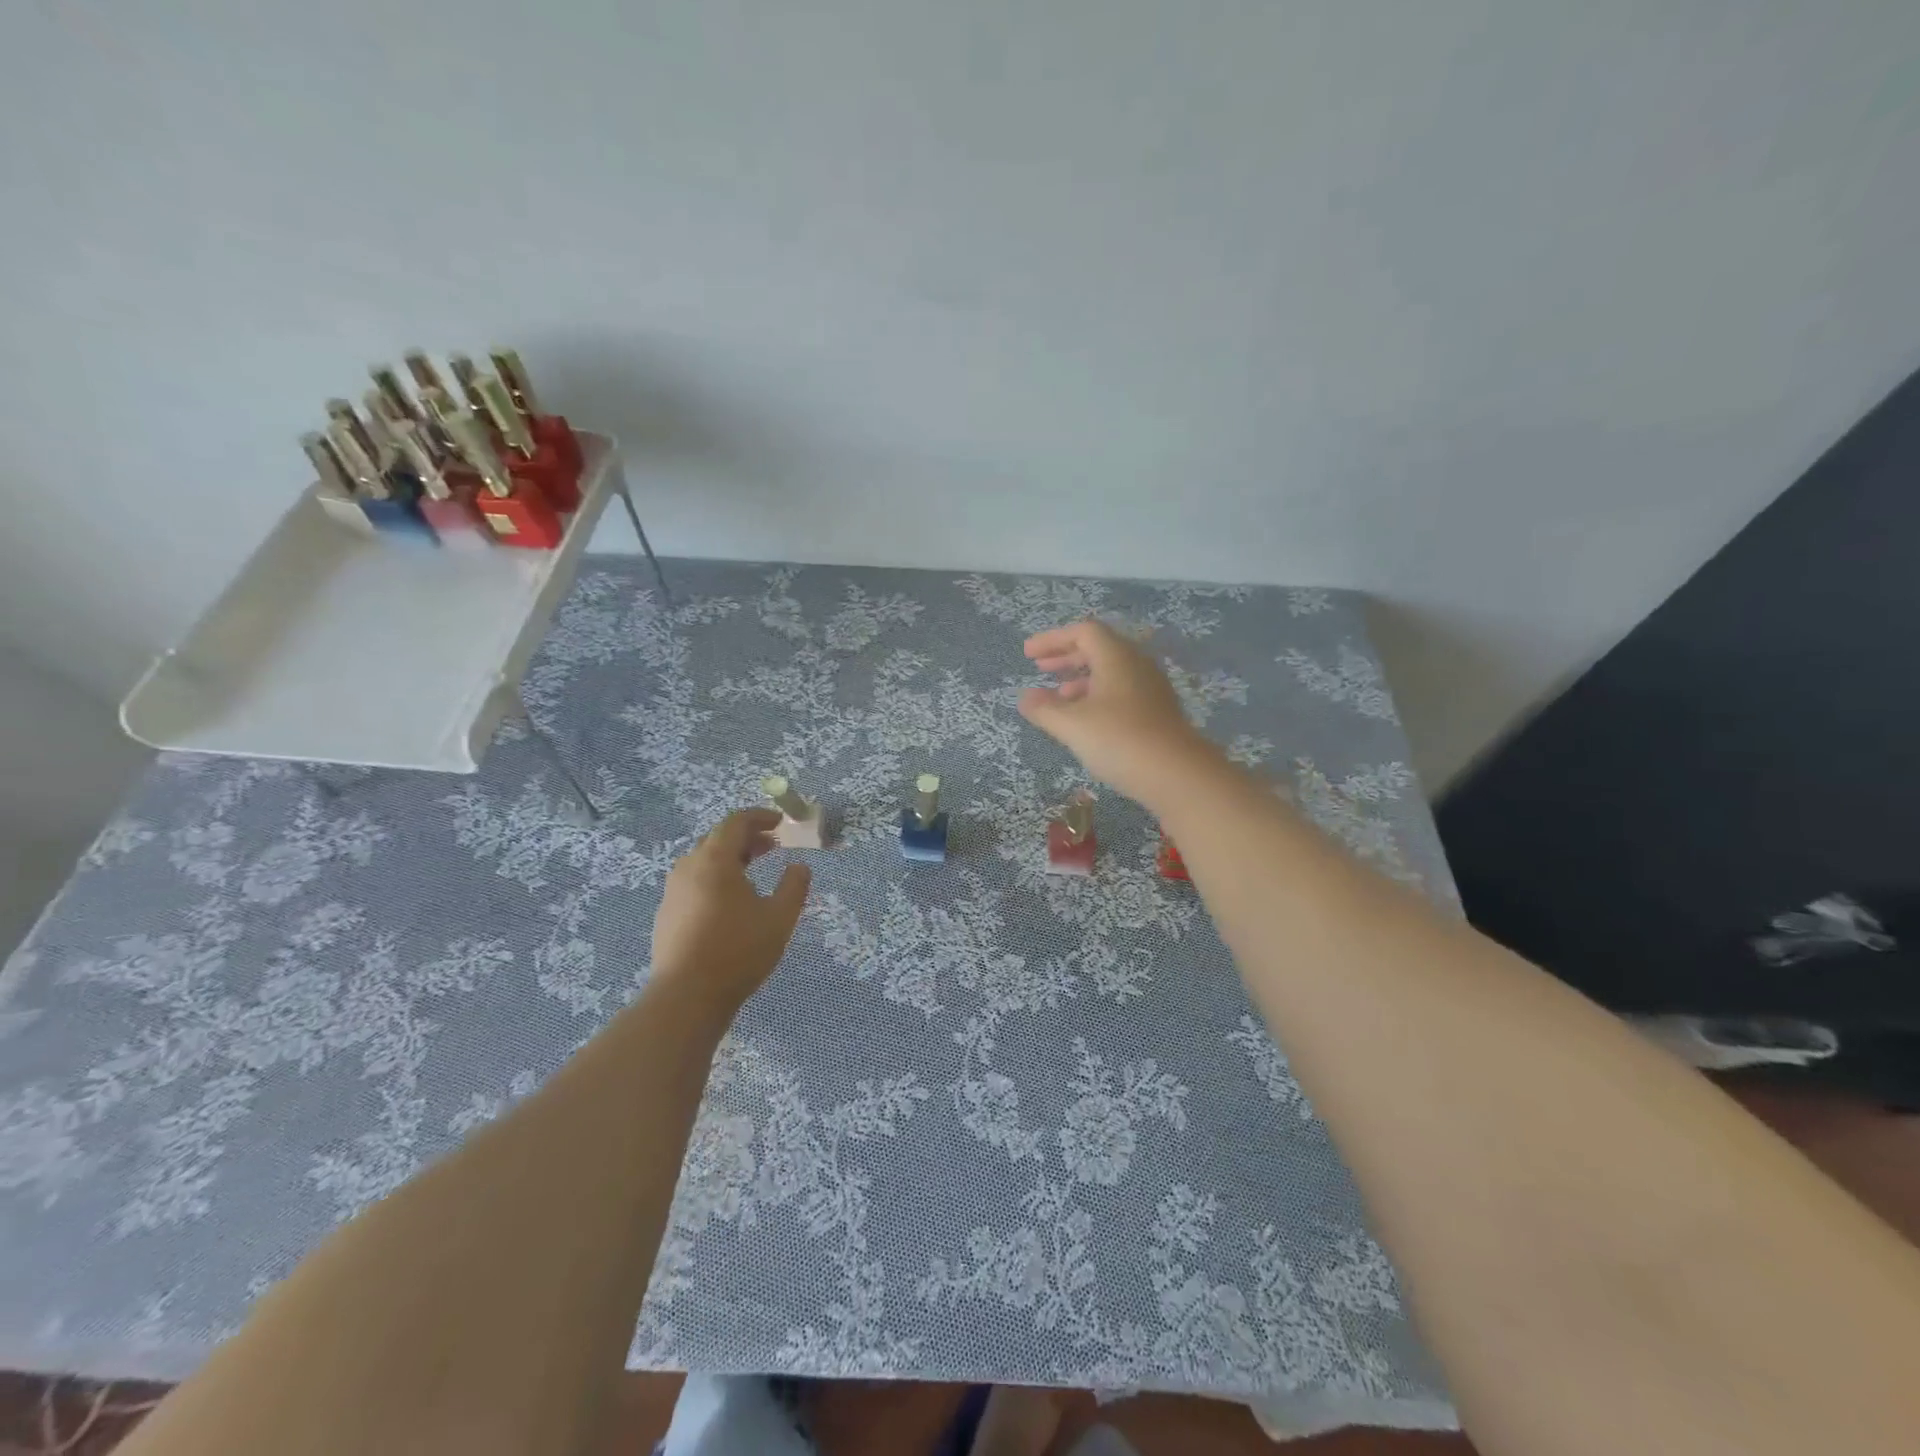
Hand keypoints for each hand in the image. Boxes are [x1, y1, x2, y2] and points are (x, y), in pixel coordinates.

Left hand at [649, 809, 811, 1016]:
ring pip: (703, 861)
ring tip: (753, 872)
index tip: (781, 823)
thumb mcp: (779, 918)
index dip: (760, 817)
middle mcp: (689, 868)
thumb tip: (800, 867)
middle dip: (747, 837)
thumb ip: (794, 886)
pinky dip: (714, 877)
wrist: (686, 997)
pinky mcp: (666, 914)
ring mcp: (673, 891)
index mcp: (715, 860)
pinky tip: (729, 902)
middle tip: (772, 847)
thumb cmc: (738, 951)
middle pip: (717, 838)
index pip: (736, 822)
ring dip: (730, 858)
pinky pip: (693, 882)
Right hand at [1019, 619, 1217, 807]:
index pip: (1083, 632)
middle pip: (1098, 648)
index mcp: (1116, 656)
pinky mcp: (1157, 712)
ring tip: (1058, 698)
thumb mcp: (1072, 725)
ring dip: (1081, 679)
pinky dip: (1097, 696)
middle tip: (1040, 669)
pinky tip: (1085, 720)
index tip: (1028, 654)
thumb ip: (1044, 709)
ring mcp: (1150, 688)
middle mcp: (1136, 664)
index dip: (1052, 639)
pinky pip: (1121, 691)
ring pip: (1110, 672)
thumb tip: (1025, 697)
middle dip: (1066, 656)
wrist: (1178, 775)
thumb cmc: (1120, 740)